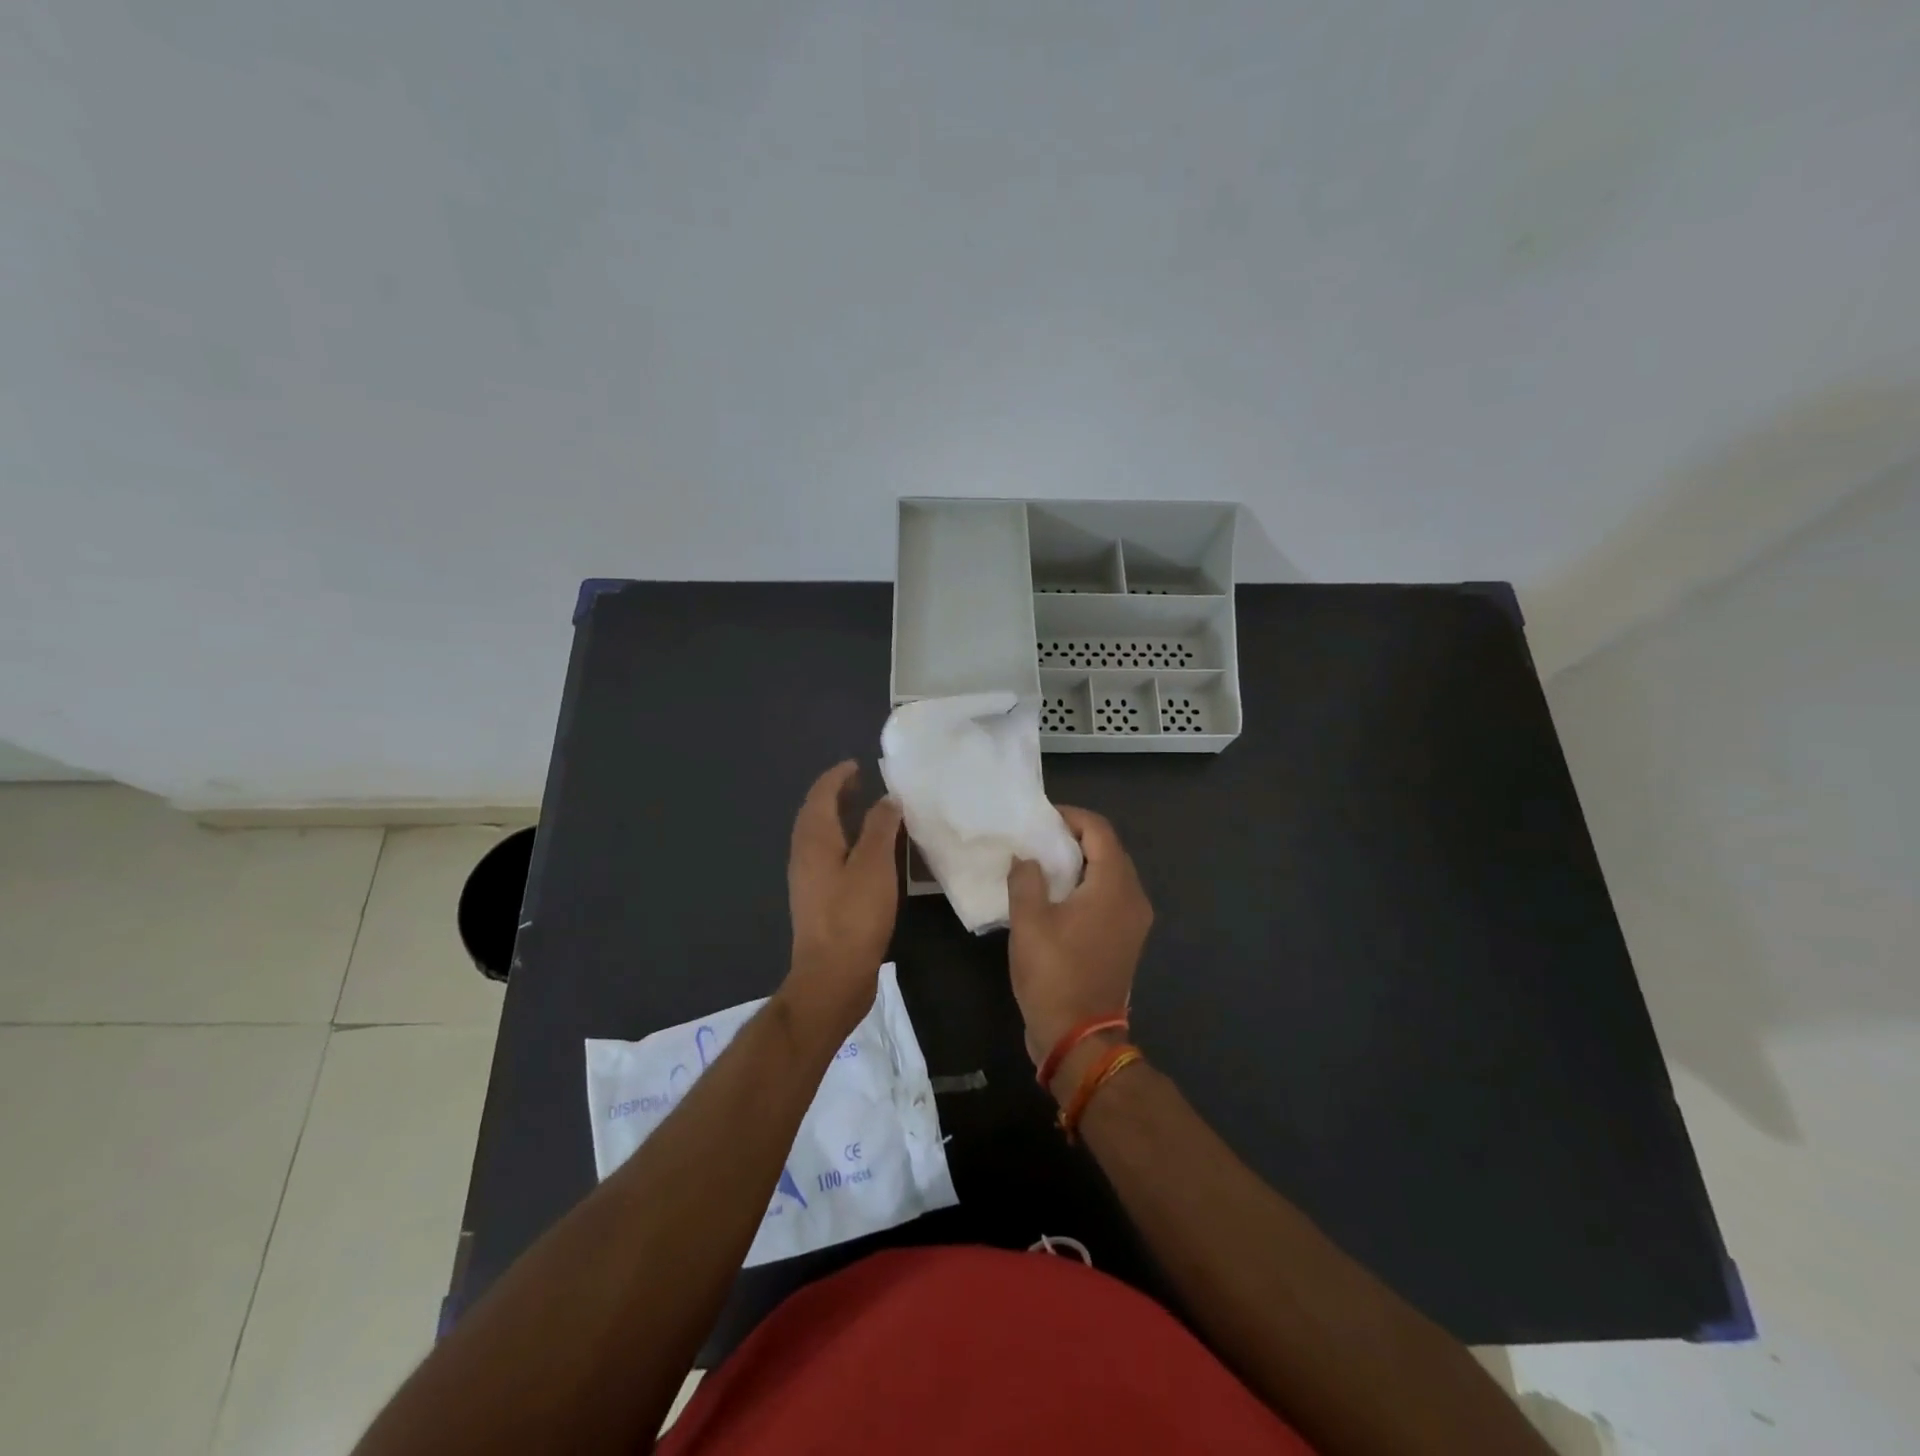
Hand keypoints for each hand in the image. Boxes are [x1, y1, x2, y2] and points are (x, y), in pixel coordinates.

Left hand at [781, 761, 903, 1039]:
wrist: (832, 976)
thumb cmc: (854, 916)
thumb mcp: (874, 865)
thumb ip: (881, 827)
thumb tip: (886, 799)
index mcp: (814, 841)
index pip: (820, 795)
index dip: (837, 776)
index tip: (857, 765)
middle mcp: (804, 855)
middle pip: (816, 814)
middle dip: (836, 795)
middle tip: (862, 783)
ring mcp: (808, 880)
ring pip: (821, 837)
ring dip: (840, 819)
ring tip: (868, 813)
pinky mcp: (818, 901)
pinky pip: (829, 857)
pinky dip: (845, 843)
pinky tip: (867, 855)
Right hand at [1007, 806, 1152, 1088]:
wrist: (1079, 1037)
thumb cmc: (1053, 975)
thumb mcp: (1029, 922)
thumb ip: (1027, 879)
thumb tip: (1026, 858)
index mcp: (1114, 887)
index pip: (1099, 831)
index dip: (1070, 817)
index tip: (1041, 818)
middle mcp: (1134, 898)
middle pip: (1109, 849)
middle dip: (1075, 837)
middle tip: (1038, 838)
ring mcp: (1134, 921)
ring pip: (1111, 872)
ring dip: (1081, 861)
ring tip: (1044, 862)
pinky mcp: (1126, 939)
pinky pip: (1110, 895)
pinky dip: (1088, 884)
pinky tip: (1059, 894)